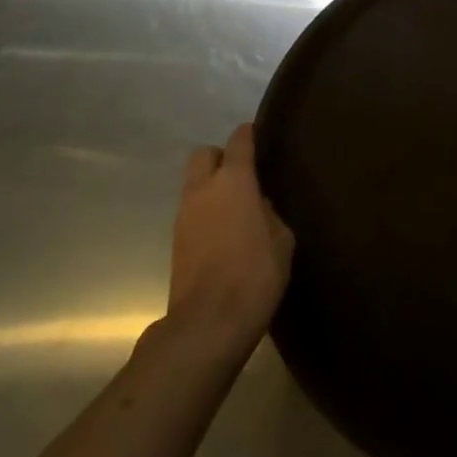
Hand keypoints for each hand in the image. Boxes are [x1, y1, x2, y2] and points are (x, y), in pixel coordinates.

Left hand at [167, 125, 294, 355]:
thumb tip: (260, 205)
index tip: (258, 133)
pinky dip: (205, 211)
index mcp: (234, 181)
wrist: (208, 323)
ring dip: (211, 186)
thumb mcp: (282, 240)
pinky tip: (223, 231)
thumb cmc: (254, 274)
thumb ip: (271, 213)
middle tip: (242, 173)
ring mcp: (184, 215)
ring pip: (194, 183)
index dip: (248, 134)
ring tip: (235, 206)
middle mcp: (204, 189)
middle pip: (204, 154)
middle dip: (221, 156)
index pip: (238, 141)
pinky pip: (191, 210)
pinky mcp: (175, 241)